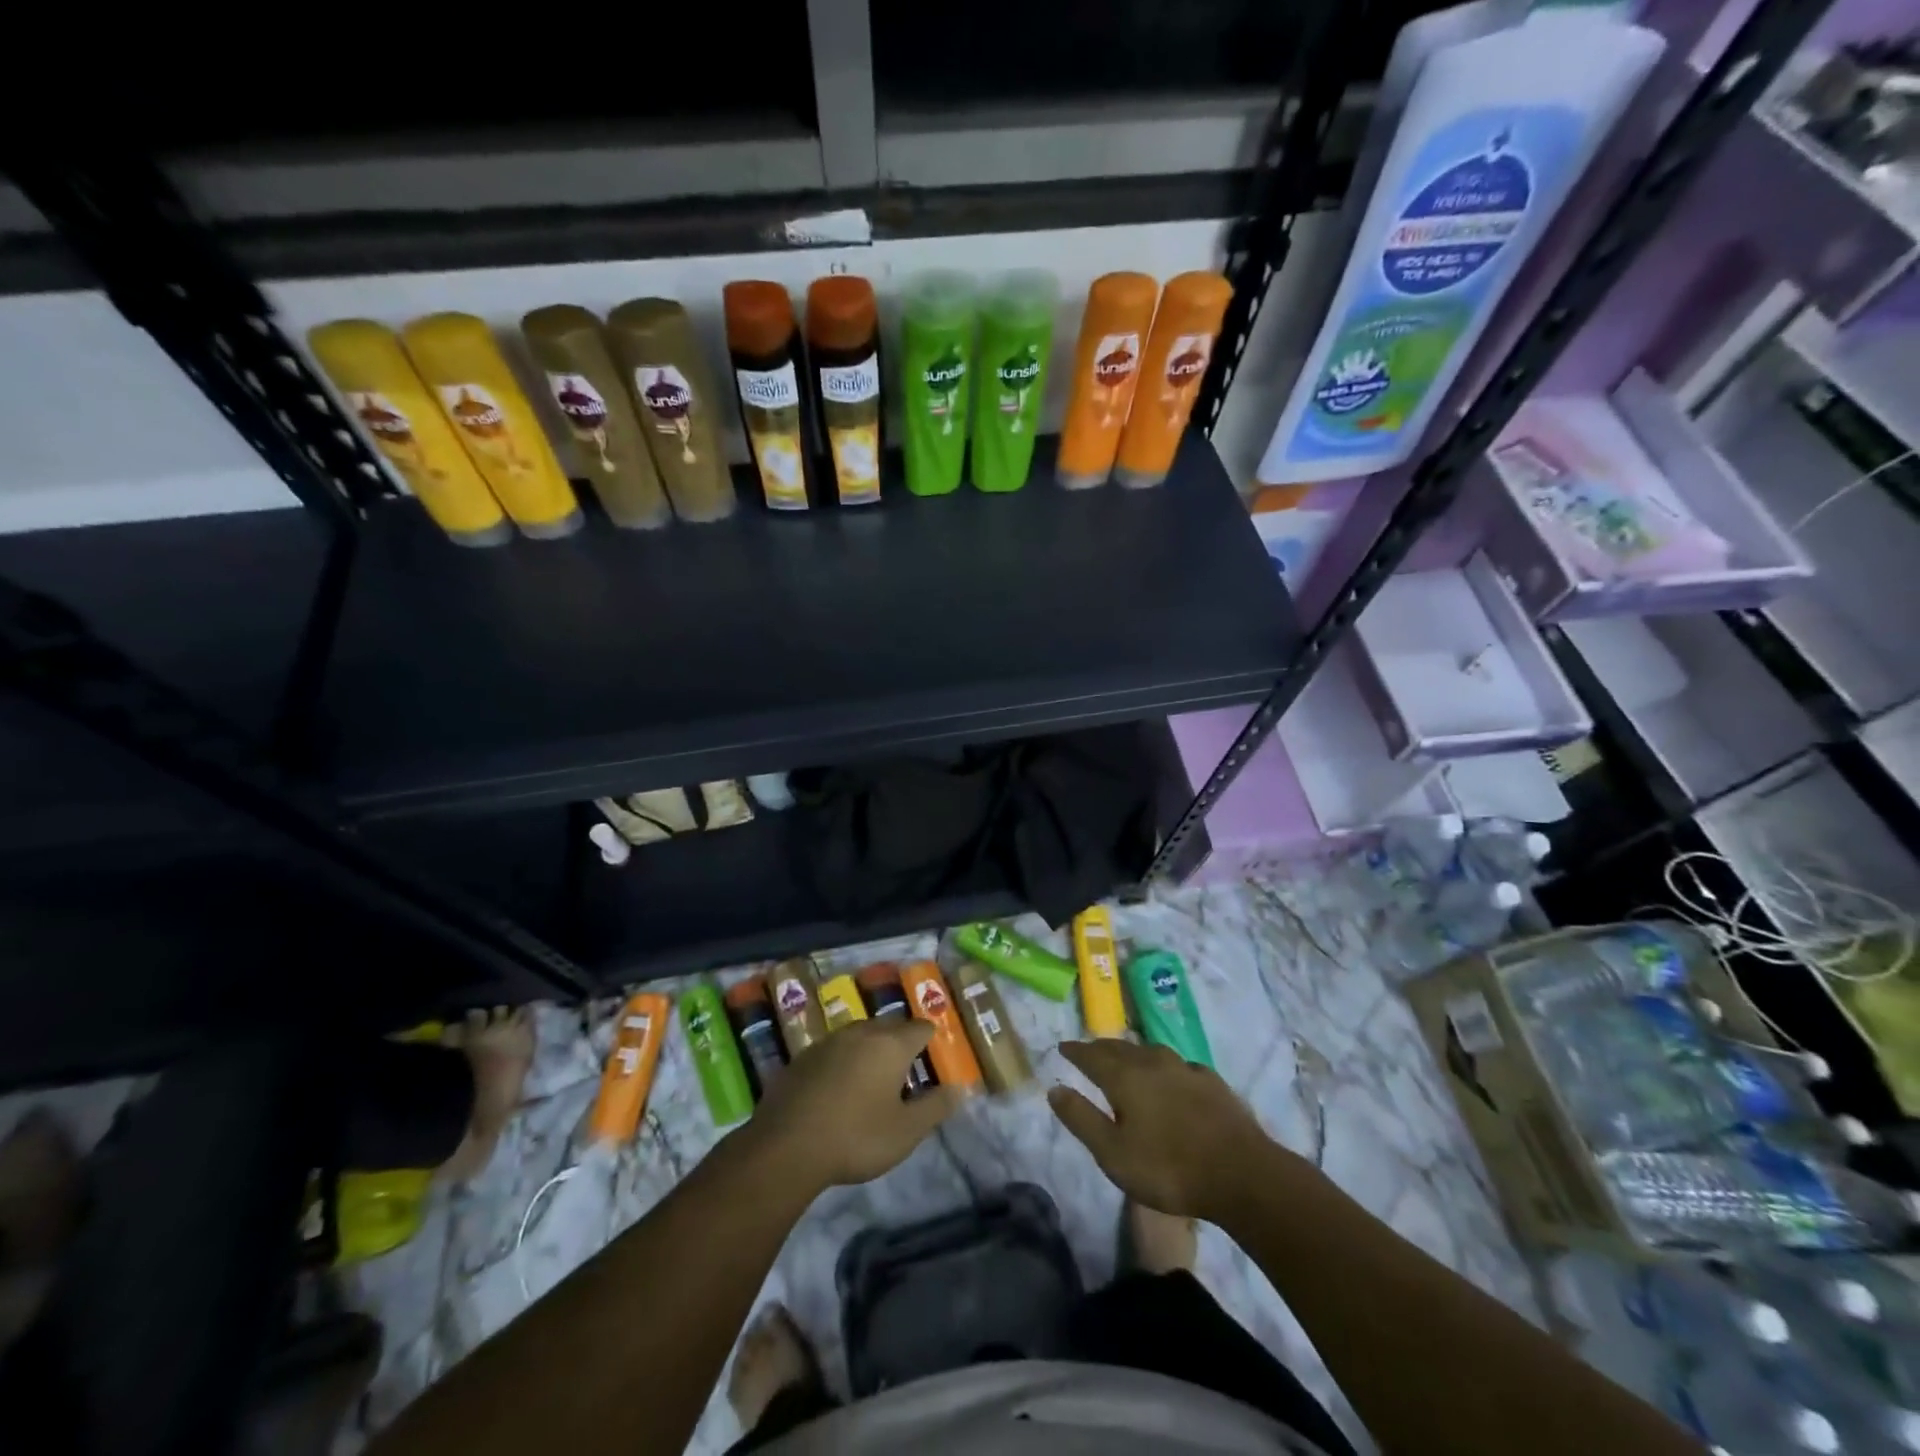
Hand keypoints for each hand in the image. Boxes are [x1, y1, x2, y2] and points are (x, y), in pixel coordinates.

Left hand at [749, 1018, 964, 1193]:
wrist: (785, 1147)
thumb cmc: (856, 1137)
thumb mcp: (906, 1132)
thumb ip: (936, 1107)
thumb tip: (960, 1088)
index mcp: (891, 1044)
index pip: (921, 1028)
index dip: (931, 1042)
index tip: (933, 1063)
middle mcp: (861, 1032)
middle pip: (890, 1026)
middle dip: (901, 1043)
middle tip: (906, 1074)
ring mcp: (829, 1041)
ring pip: (860, 1035)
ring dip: (870, 1050)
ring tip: (873, 1081)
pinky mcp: (803, 1057)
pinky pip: (834, 1050)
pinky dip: (844, 1062)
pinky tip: (838, 1090)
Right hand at [1048, 1040, 1277, 1221]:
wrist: (1242, 1174)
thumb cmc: (1169, 1168)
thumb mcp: (1113, 1154)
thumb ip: (1081, 1119)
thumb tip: (1054, 1088)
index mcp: (1124, 1076)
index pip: (1091, 1055)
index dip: (1075, 1051)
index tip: (1063, 1047)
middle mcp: (1152, 1062)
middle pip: (1119, 1048)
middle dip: (1100, 1048)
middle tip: (1089, 1051)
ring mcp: (1185, 1068)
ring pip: (1149, 1051)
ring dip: (1132, 1053)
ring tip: (1125, 1059)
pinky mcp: (1211, 1081)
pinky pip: (1177, 1064)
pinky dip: (1163, 1066)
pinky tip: (1170, 1076)